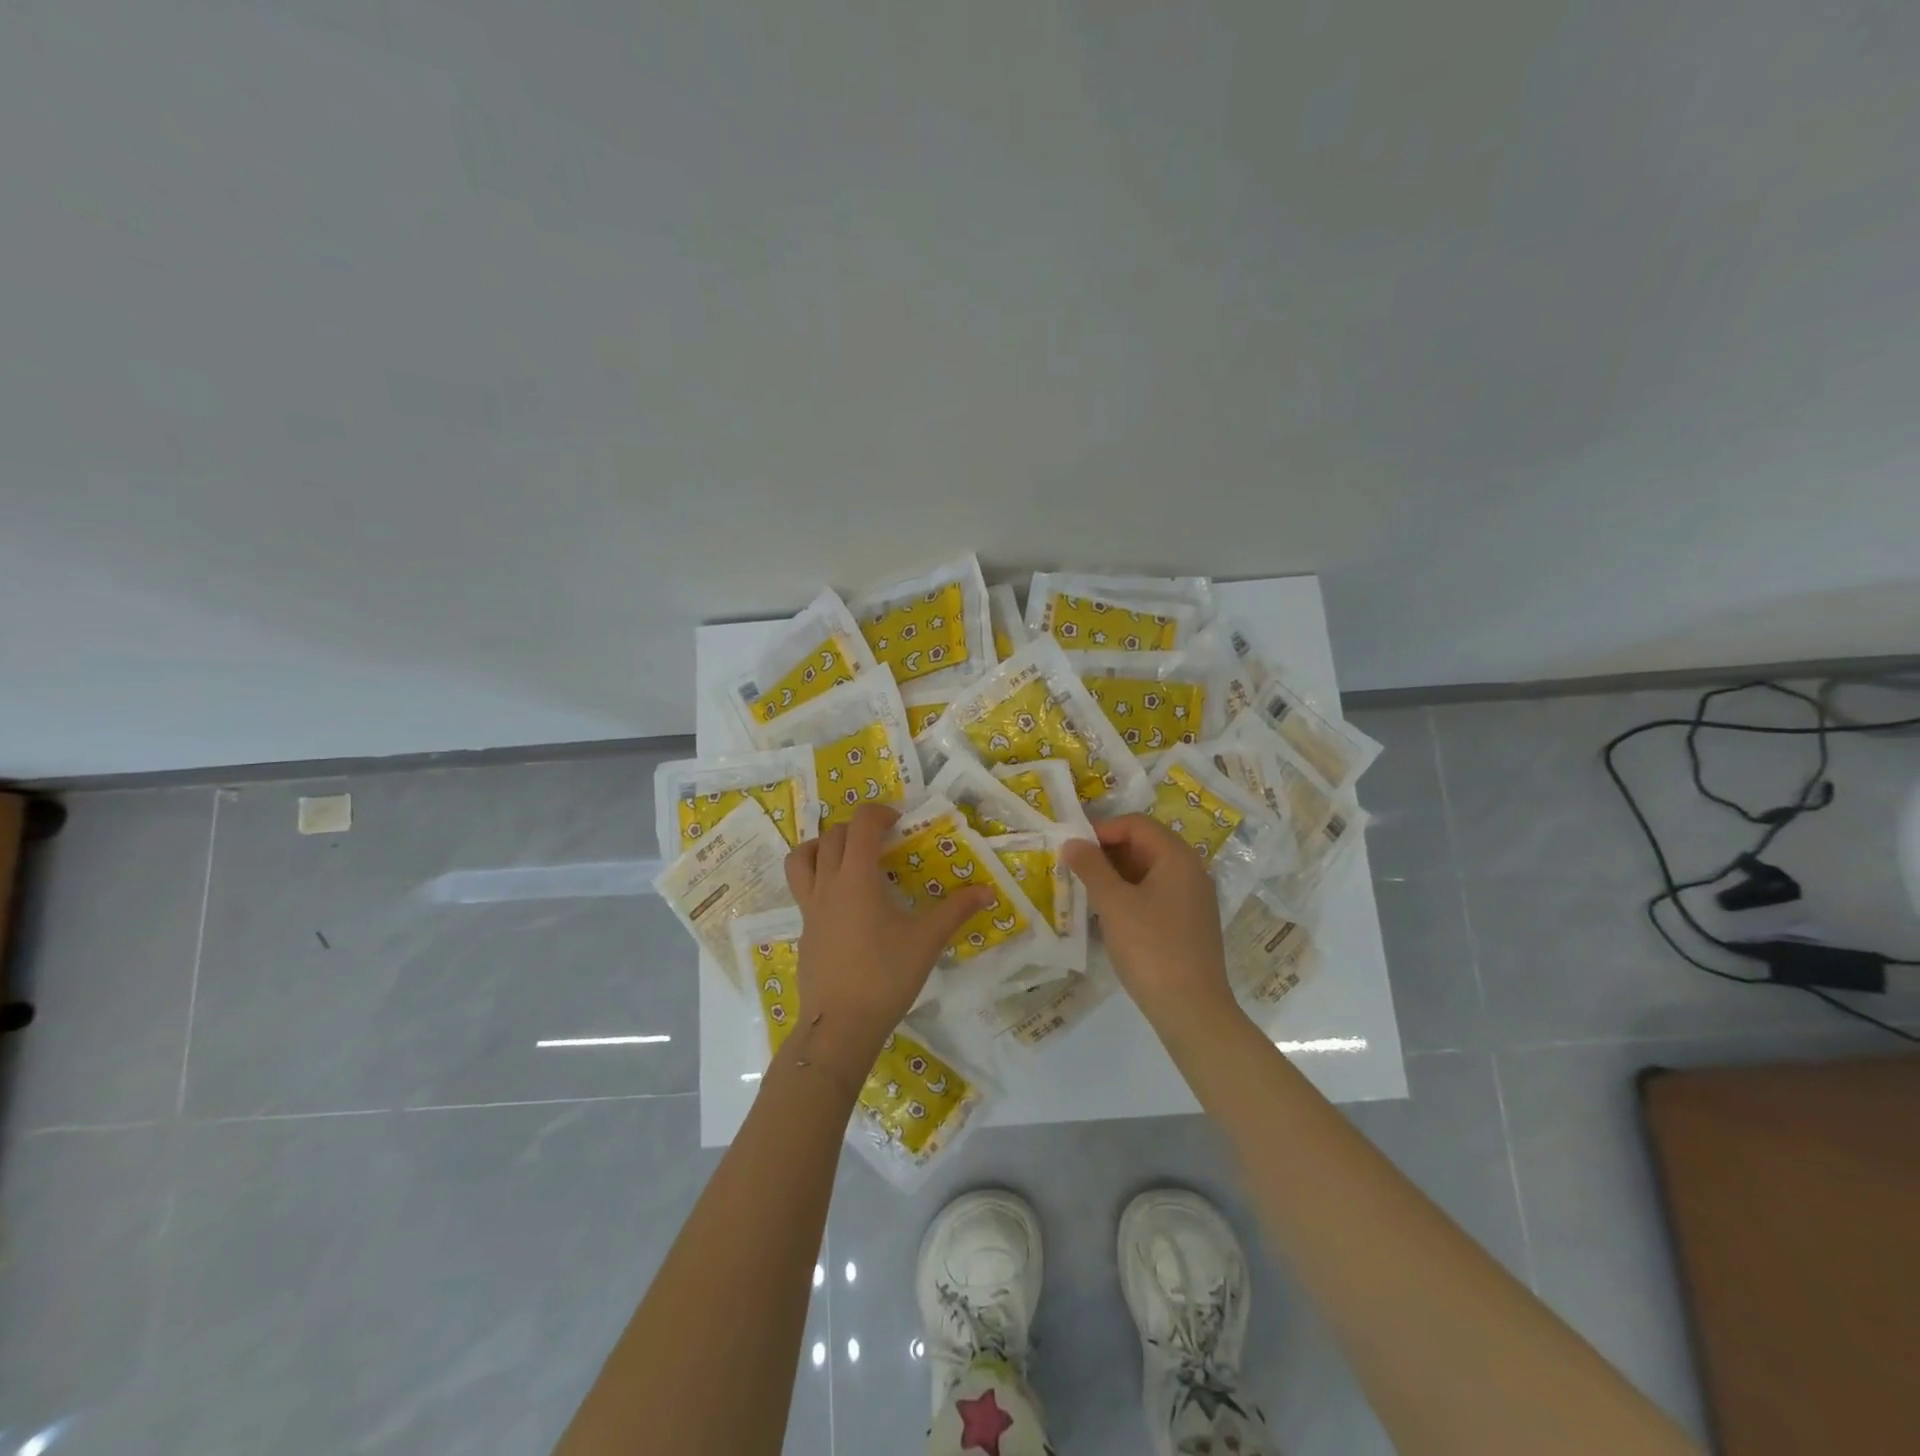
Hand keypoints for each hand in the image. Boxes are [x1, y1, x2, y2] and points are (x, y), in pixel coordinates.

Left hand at [783, 804, 992, 1078]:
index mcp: (857, 877)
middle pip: (832, 835)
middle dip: (857, 828)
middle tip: (882, 841)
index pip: (861, 824)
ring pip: (802, 857)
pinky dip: (818, 878)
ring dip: (822, 846)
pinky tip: (844, 903)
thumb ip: (957, 910)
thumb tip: (988, 891)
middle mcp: (828, 884)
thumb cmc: (886, 975)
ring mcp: (810, 907)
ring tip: (847, 857)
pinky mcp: (804, 930)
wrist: (841, 1024)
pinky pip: (802, 888)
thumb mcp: (927, 940)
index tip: (899, 823)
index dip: (879, 812)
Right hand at [1063, 814, 1239, 1033]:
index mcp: (1177, 858)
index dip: (1102, 830)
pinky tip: (1107, 913)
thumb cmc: (1151, 948)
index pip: (1137, 825)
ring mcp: (1192, 899)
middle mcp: (1191, 871)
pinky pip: (1155, 894)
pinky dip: (1129, 895)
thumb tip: (1073, 843)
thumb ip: (1091, 868)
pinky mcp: (1188, 924)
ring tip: (1084, 890)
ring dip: (1115, 875)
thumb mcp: (1114, 904)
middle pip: (1144, 845)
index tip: (1073, 847)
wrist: (1191, 1009)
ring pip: (1148, 872)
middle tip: (1074, 867)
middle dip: (1107, 852)